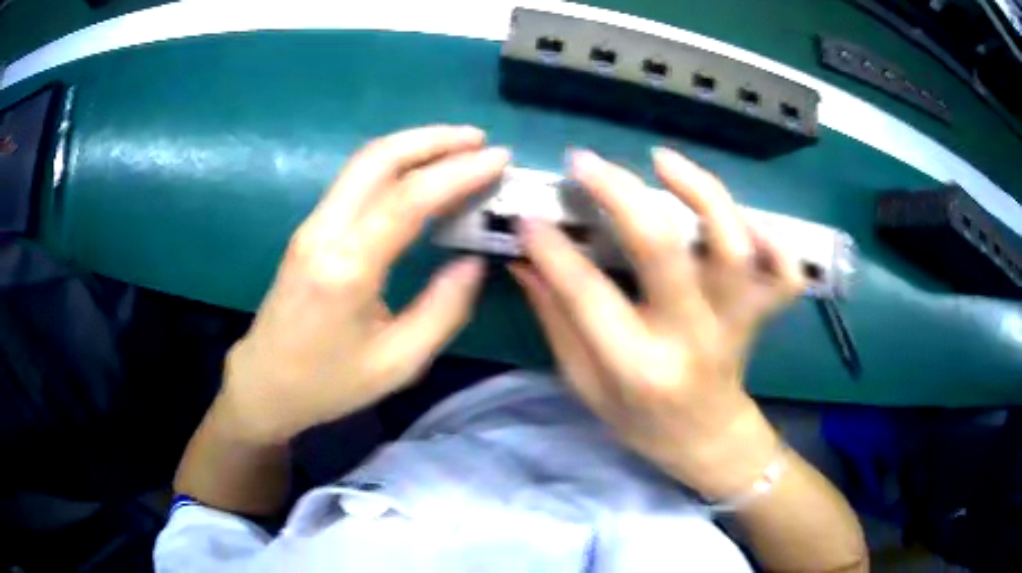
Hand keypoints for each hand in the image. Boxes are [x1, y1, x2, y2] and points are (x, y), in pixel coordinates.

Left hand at [220, 126, 509, 443]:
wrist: (265, 384)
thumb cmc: (329, 383)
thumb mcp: (398, 363)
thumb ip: (443, 309)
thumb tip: (474, 261)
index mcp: (347, 268)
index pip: (408, 198)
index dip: (458, 172)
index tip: (498, 159)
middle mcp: (324, 232)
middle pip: (379, 158)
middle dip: (434, 139)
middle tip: (479, 140)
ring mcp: (312, 225)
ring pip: (364, 162)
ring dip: (413, 145)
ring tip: (458, 146)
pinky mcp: (309, 229)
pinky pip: (355, 180)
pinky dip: (394, 164)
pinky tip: (420, 172)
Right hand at [510, 148, 802, 499]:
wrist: (707, 440)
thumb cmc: (641, 423)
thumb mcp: (585, 385)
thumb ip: (557, 320)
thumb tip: (526, 259)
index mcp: (637, 367)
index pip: (587, 293)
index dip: (553, 248)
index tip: (528, 216)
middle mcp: (691, 339)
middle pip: (663, 250)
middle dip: (619, 194)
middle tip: (585, 163)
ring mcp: (734, 324)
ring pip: (731, 247)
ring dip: (701, 192)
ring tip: (662, 160)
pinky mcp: (761, 316)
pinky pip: (784, 275)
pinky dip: (776, 241)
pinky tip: (745, 217)